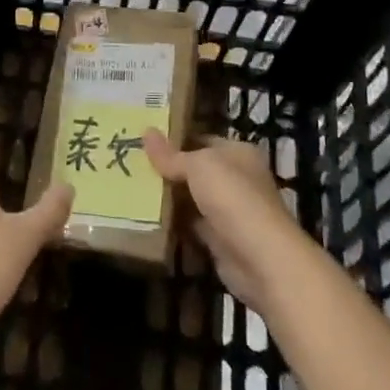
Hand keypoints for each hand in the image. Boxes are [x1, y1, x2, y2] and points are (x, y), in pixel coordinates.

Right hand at [143, 130, 316, 315]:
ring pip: (192, 199)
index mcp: (238, 153)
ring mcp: (229, 211)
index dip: (175, 139)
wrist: (259, 258)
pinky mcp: (220, 239)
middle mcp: (236, 178)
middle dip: (167, 170)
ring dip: (168, 198)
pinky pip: (191, 226)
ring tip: (132, 189)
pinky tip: (146, 218)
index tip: (143, 140)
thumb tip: (146, 131)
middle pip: (195, 170)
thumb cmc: (232, 198)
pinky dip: (173, 224)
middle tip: (130, 164)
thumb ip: (171, 155)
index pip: (202, 139)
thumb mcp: (198, 166)